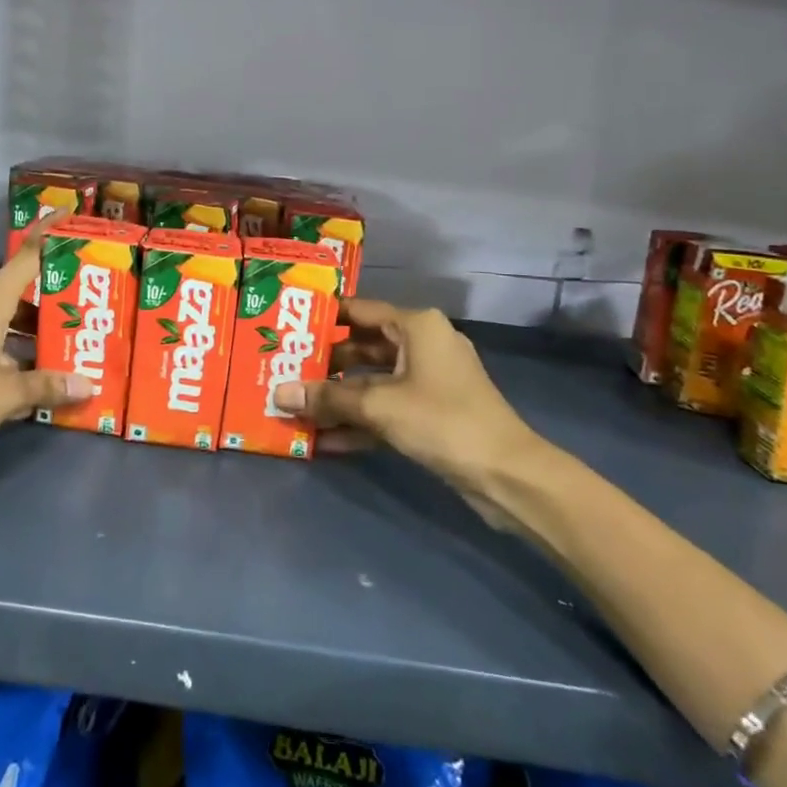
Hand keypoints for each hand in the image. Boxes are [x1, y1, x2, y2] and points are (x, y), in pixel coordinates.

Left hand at [0, 225, 96, 463]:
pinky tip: (21, 383)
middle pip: (15, 293)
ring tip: (59, 353)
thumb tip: (88, 385)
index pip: (25, 257)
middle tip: (80, 313)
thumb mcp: (6, 395)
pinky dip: (3, 354)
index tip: (68, 214)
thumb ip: (47, 386)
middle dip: (47, 304)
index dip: (48, 235)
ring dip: (26, 335)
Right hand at [276, 299, 542, 499]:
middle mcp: (423, 345)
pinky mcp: (431, 413)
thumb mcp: (379, 406)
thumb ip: (328, 398)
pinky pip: (387, 408)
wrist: (508, 475)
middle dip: (325, 364)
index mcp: (416, 326)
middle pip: (363, 347)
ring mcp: (429, 381)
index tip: (288, 326)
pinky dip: (360, 420)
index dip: (324, 318)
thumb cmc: (443, 421)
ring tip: (296, 407)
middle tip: (284, 370)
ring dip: (339, 397)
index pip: (360, 311)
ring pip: (373, 381)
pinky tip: (325, 440)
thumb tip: (278, 394)